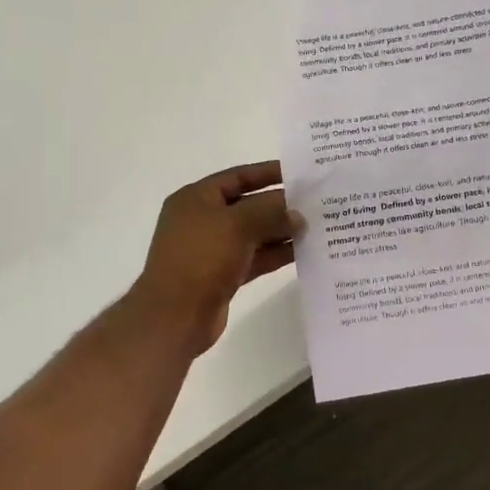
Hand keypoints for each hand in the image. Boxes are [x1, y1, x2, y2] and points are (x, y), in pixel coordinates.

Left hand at [130, 162, 297, 353]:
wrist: (174, 316)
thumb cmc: (201, 259)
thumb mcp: (237, 225)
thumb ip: (270, 212)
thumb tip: (297, 214)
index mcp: (195, 199)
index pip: (237, 176)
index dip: (267, 173)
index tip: (299, 173)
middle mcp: (202, 220)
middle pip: (247, 205)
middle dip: (279, 205)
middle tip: (315, 203)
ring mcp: (212, 250)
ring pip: (253, 234)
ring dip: (281, 231)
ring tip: (315, 227)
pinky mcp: (222, 276)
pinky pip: (254, 258)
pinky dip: (275, 254)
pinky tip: (302, 251)